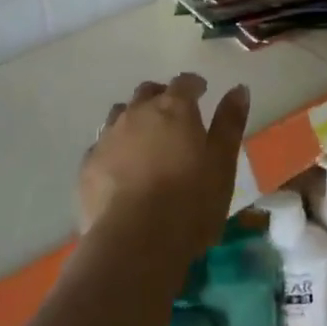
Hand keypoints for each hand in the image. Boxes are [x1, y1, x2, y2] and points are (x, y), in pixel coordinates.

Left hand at [78, 74, 249, 260]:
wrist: (134, 243)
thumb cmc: (189, 202)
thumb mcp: (222, 164)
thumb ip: (229, 123)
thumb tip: (238, 88)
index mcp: (173, 108)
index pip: (184, 82)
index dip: (194, 85)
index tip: (201, 92)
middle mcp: (137, 113)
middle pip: (148, 92)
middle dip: (161, 96)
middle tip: (173, 115)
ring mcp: (108, 137)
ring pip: (121, 113)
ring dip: (134, 118)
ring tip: (145, 139)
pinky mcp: (88, 165)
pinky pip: (102, 144)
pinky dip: (114, 148)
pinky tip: (120, 168)